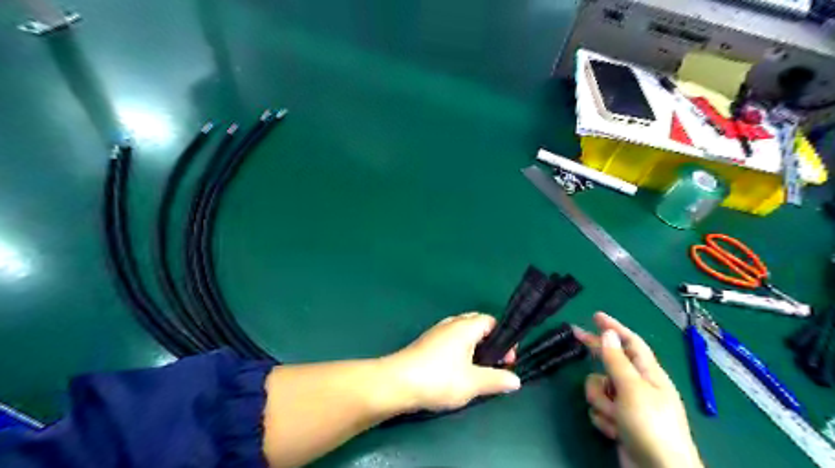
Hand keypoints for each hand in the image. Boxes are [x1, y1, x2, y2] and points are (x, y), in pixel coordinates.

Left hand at [381, 312, 519, 410]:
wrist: (397, 383)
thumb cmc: (439, 379)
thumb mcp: (473, 383)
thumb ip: (496, 380)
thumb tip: (516, 381)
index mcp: (465, 327)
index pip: (491, 321)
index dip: (504, 338)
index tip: (507, 359)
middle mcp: (451, 323)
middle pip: (477, 323)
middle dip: (490, 341)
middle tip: (495, 363)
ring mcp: (437, 332)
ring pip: (462, 332)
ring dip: (475, 346)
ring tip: (478, 369)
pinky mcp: (427, 343)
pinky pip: (451, 339)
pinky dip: (461, 350)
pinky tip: (458, 370)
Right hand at [575, 313, 701, 467]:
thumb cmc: (650, 425)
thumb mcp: (632, 389)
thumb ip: (616, 360)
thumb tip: (608, 333)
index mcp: (648, 374)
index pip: (630, 342)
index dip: (614, 327)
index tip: (595, 316)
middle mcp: (638, 386)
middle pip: (611, 361)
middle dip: (596, 354)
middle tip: (575, 334)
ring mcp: (627, 405)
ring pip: (600, 387)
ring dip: (601, 401)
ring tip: (614, 415)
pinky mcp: (618, 422)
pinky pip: (600, 409)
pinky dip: (604, 419)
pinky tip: (615, 430)